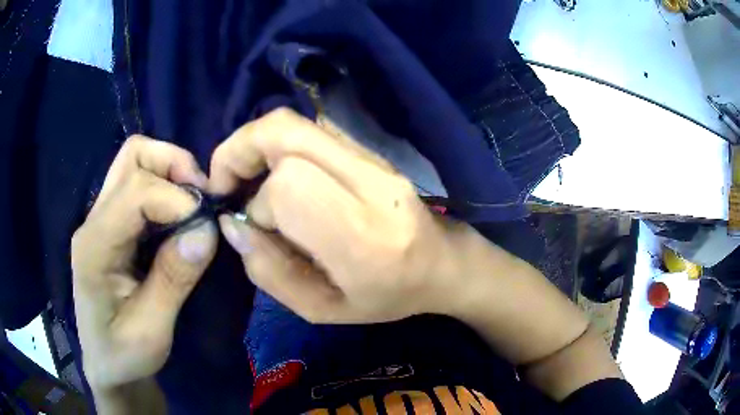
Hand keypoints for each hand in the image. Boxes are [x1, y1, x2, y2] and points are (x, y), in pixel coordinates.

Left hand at [71, 136, 217, 391]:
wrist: (107, 364)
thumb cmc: (124, 354)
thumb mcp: (152, 330)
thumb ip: (174, 279)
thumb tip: (207, 230)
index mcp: (94, 246)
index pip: (136, 191)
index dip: (178, 199)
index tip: (208, 227)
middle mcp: (93, 220)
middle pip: (133, 156)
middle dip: (174, 165)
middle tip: (203, 199)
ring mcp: (100, 218)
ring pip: (135, 161)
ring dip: (171, 172)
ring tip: (194, 205)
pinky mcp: (111, 224)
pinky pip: (139, 183)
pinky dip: (166, 187)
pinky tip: (180, 216)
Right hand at [208, 108, 466, 323]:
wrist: (441, 264)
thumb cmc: (386, 296)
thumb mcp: (322, 309)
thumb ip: (270, 272)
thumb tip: (232, 225)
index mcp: (362, 236)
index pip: (289, 187)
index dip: (258, 204)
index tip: (253, 227)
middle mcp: (370, 183)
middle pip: (285, 132)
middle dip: (240, 151)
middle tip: (225, 183)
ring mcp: (373, 159)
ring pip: (295, 124)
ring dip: (254, 145)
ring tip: (244, 179)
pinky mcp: (369, 150)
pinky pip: (309, 131)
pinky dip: (276, 145)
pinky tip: (273, 174)